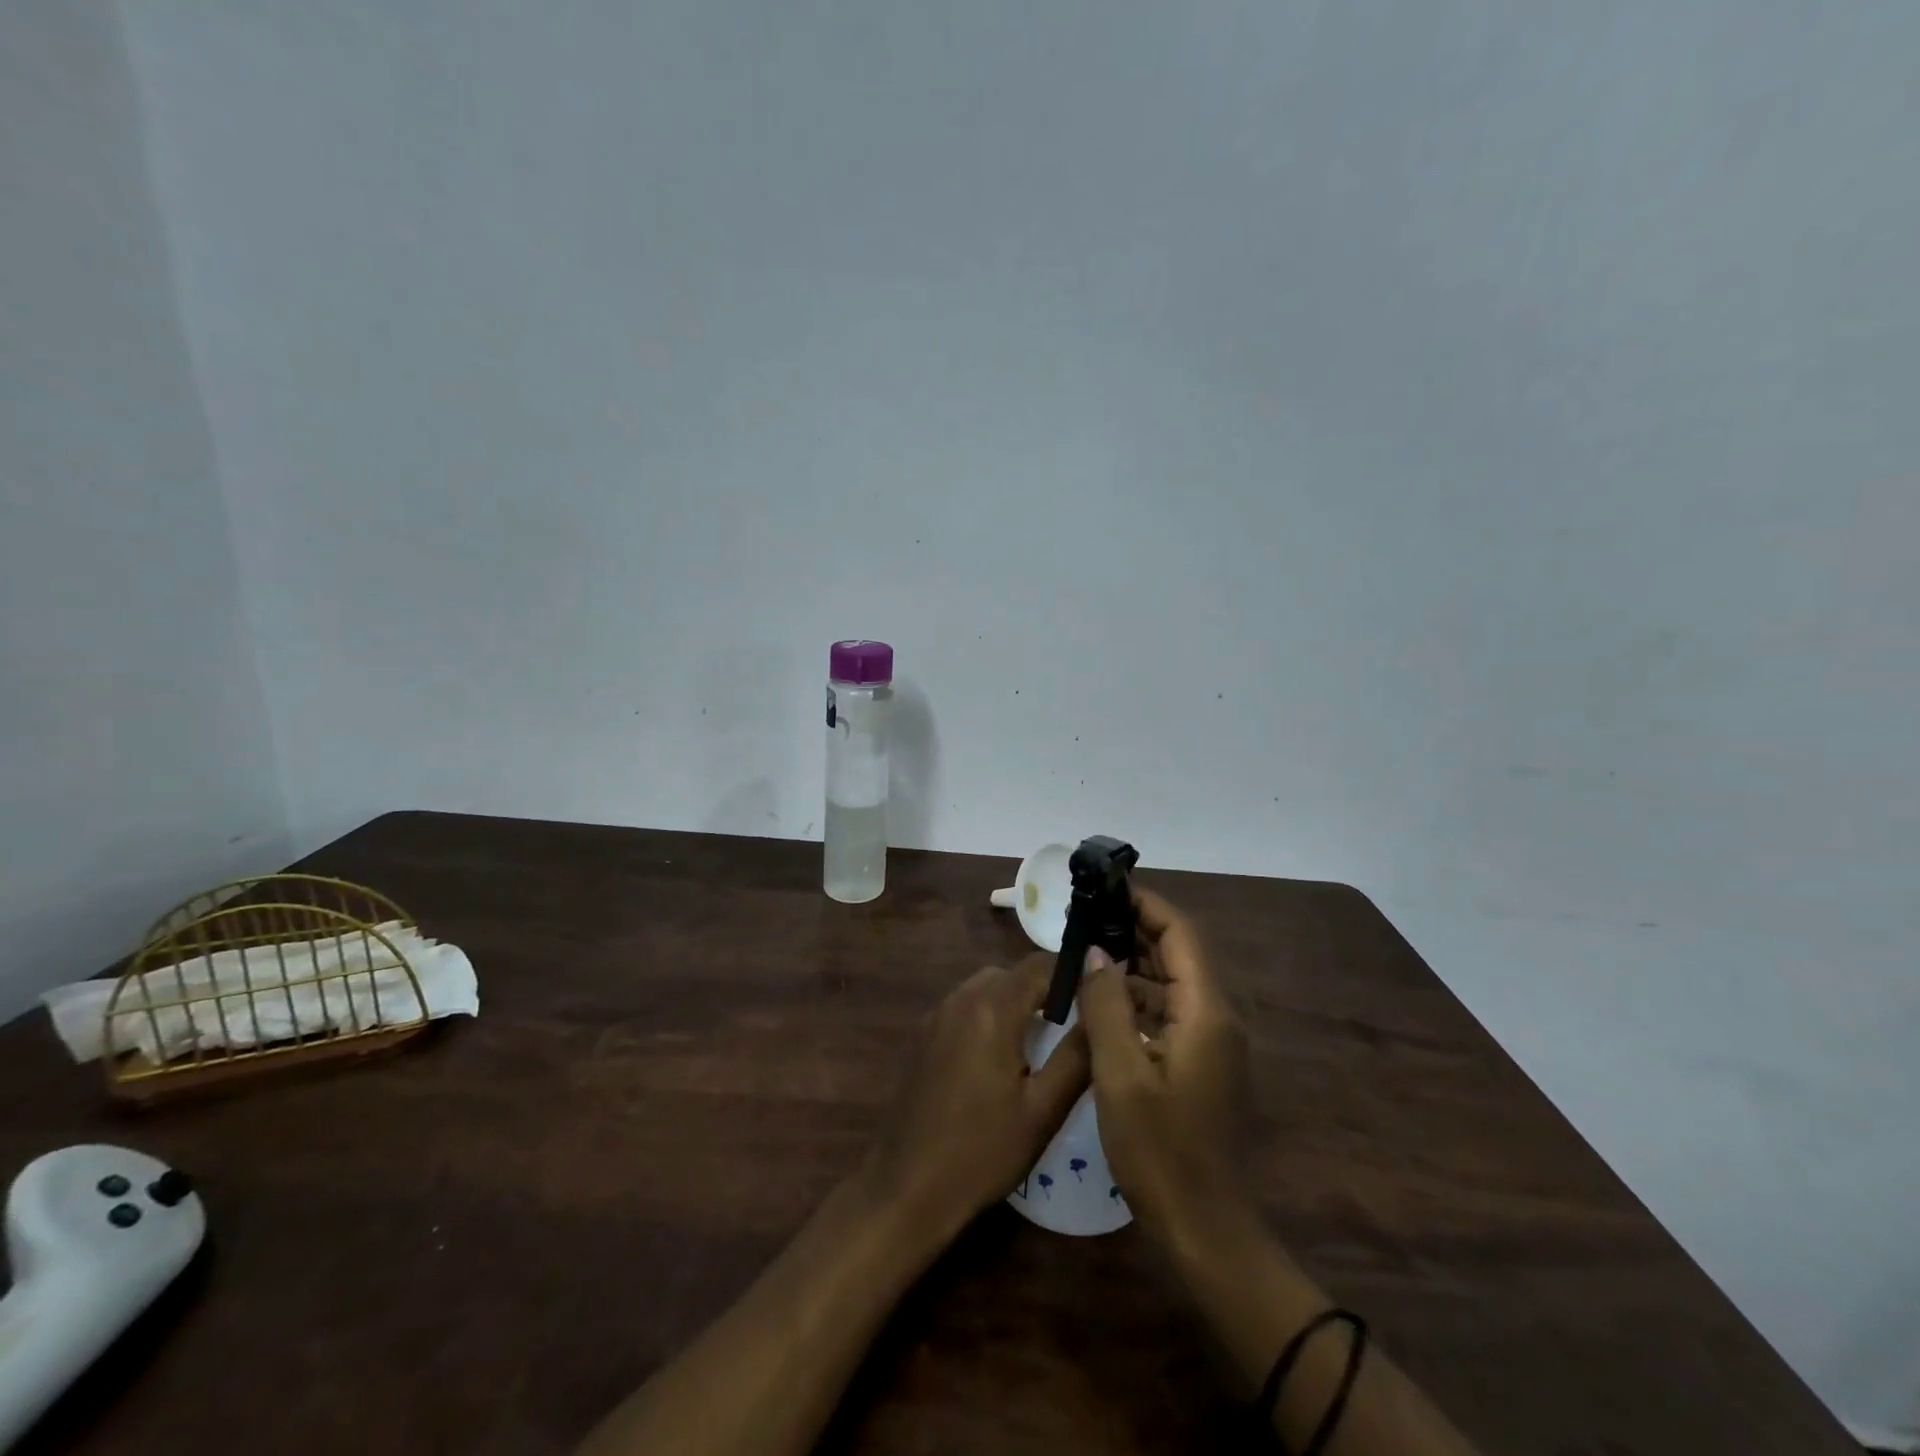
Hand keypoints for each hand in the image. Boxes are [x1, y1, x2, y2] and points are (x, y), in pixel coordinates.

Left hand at [866, 955, 1090, 1242]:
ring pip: (985, 987)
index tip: (1097, 995)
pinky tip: (998, 1057)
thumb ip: (1077, 1055)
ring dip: (1014, 1000)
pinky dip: (988, 1014)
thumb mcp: (1043, 1110)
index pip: (1039, 964)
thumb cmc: (983, 1151)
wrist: (907, 1187)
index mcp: (992, 1009)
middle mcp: (961, 999)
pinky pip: (963, 1007)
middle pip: (1011, 973)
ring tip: (1039, 1041)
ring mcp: (936, 1016)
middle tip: (1072, 1024)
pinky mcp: (922, 1036)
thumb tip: (1101, 1011)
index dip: (1072, 973)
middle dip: (1043, 989)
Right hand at [1078, 888, 1252, 1237]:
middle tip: (1086, 913)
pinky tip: (1101, 999)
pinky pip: (1167, 1011)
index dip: (1145, 904)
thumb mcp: (1121, 1074)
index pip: (1180, 934)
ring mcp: (1210, 1042)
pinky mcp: (1199, 1063)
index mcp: (1205, 1012)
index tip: (1106, 886)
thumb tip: (1095, 953)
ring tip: (1085, 946)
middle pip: (1177, 953)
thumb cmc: (1160, 1151)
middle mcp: (1216, 1017)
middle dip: (1134, 927)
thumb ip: (1106, 1006)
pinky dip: (1136, 996)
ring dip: (1132, 961)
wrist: (1206, 1230)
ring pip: (1171, 982)